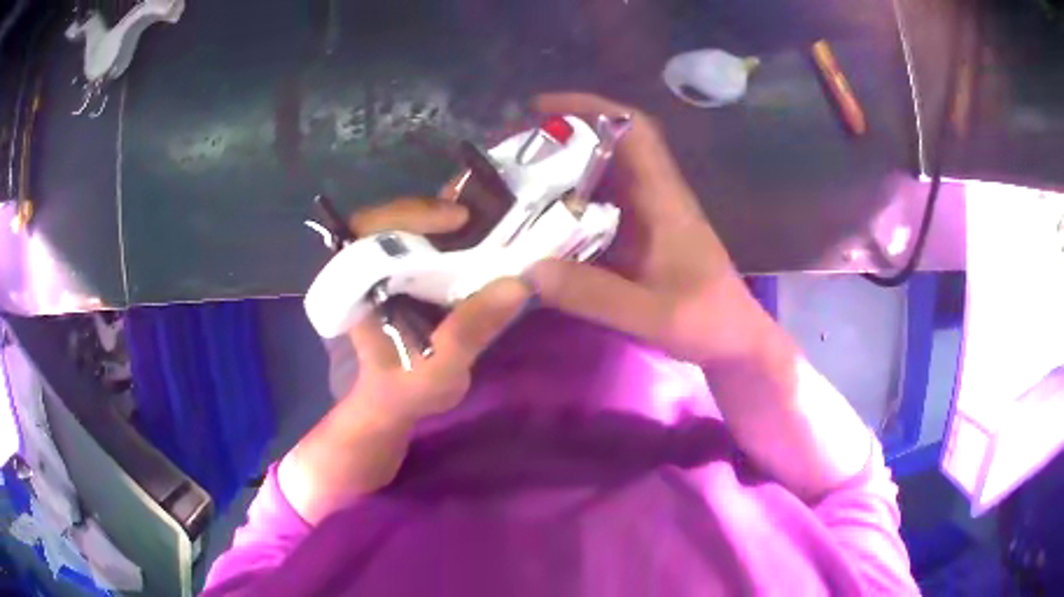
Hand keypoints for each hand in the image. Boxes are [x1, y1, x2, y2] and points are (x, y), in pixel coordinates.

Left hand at [345, 197, 532, 422]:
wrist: (396, 402)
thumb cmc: (404, 389)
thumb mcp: (436, 371)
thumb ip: (467, 332)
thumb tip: (516, 285)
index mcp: (357, 285)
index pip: (367, 228)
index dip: (409, 214)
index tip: (457, 220)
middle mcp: (367, 266)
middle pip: (394, 217)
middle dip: (437, 210)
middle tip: (482, 219)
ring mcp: (385, 265)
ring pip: (412, 224)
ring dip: (449, 217)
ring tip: (491, 221)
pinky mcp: (404, 271)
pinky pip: (426, 239)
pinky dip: (454, 232)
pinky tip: (485, 235)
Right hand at [527, 93, 771, 365]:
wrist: (734, 341)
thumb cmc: (707, 322)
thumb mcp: (653, 315)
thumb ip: (595, 295)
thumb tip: (527, 270)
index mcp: (665, 199)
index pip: (634, 131)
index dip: (590, 108)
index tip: (540, 108)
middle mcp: (654, 198)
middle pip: (608, 147)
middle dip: (560, 137)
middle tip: (508, 149)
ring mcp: (646, 219)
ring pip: (600, 177)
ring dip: (559, 170)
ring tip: (511, 179)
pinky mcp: (638, 239)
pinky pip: (597, 208)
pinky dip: (566, 205)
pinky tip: (535, 222)